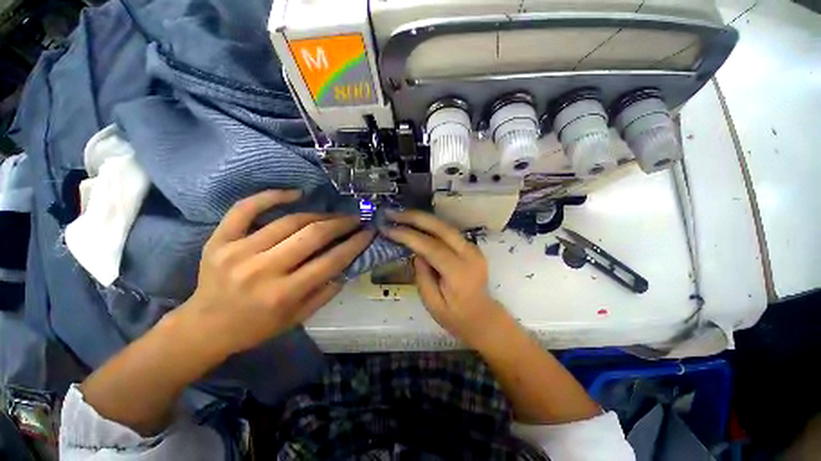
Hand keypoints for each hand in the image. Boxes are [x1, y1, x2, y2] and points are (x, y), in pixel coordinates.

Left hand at [182, 190, 374, 355]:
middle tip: (355, 219)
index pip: (331, 261)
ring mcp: (237, 251)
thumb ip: (326, 291)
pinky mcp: (219, 240)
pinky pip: (246, 208)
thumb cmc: (256, 326)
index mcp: (283, 294)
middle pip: (312, 235)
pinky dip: (271, 196)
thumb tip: (348, 264)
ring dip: (318, 214)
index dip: (355, 243)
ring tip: (333, 214)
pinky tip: (294, 193)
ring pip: (288, 221)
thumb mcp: (298, 318)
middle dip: (341, 224)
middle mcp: (262, 270)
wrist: (205, 326)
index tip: (368, 232)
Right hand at [382, 210, 508, 346]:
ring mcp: (473, 248)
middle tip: (393, 213)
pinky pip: (448, 231)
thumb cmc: (456, 317)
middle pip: (441, 228)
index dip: (408, 235)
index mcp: (459, 273)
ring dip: (423, 218)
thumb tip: (415, 252)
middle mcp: (469, 255)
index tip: (388, 228)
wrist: (483, 317)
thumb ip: (422, 276)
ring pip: (446, 225)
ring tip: (401, 215)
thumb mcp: (432, 304)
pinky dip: (431, 224)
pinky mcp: (471, 246)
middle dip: (415, 218)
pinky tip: (417, 222)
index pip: (431, 247)